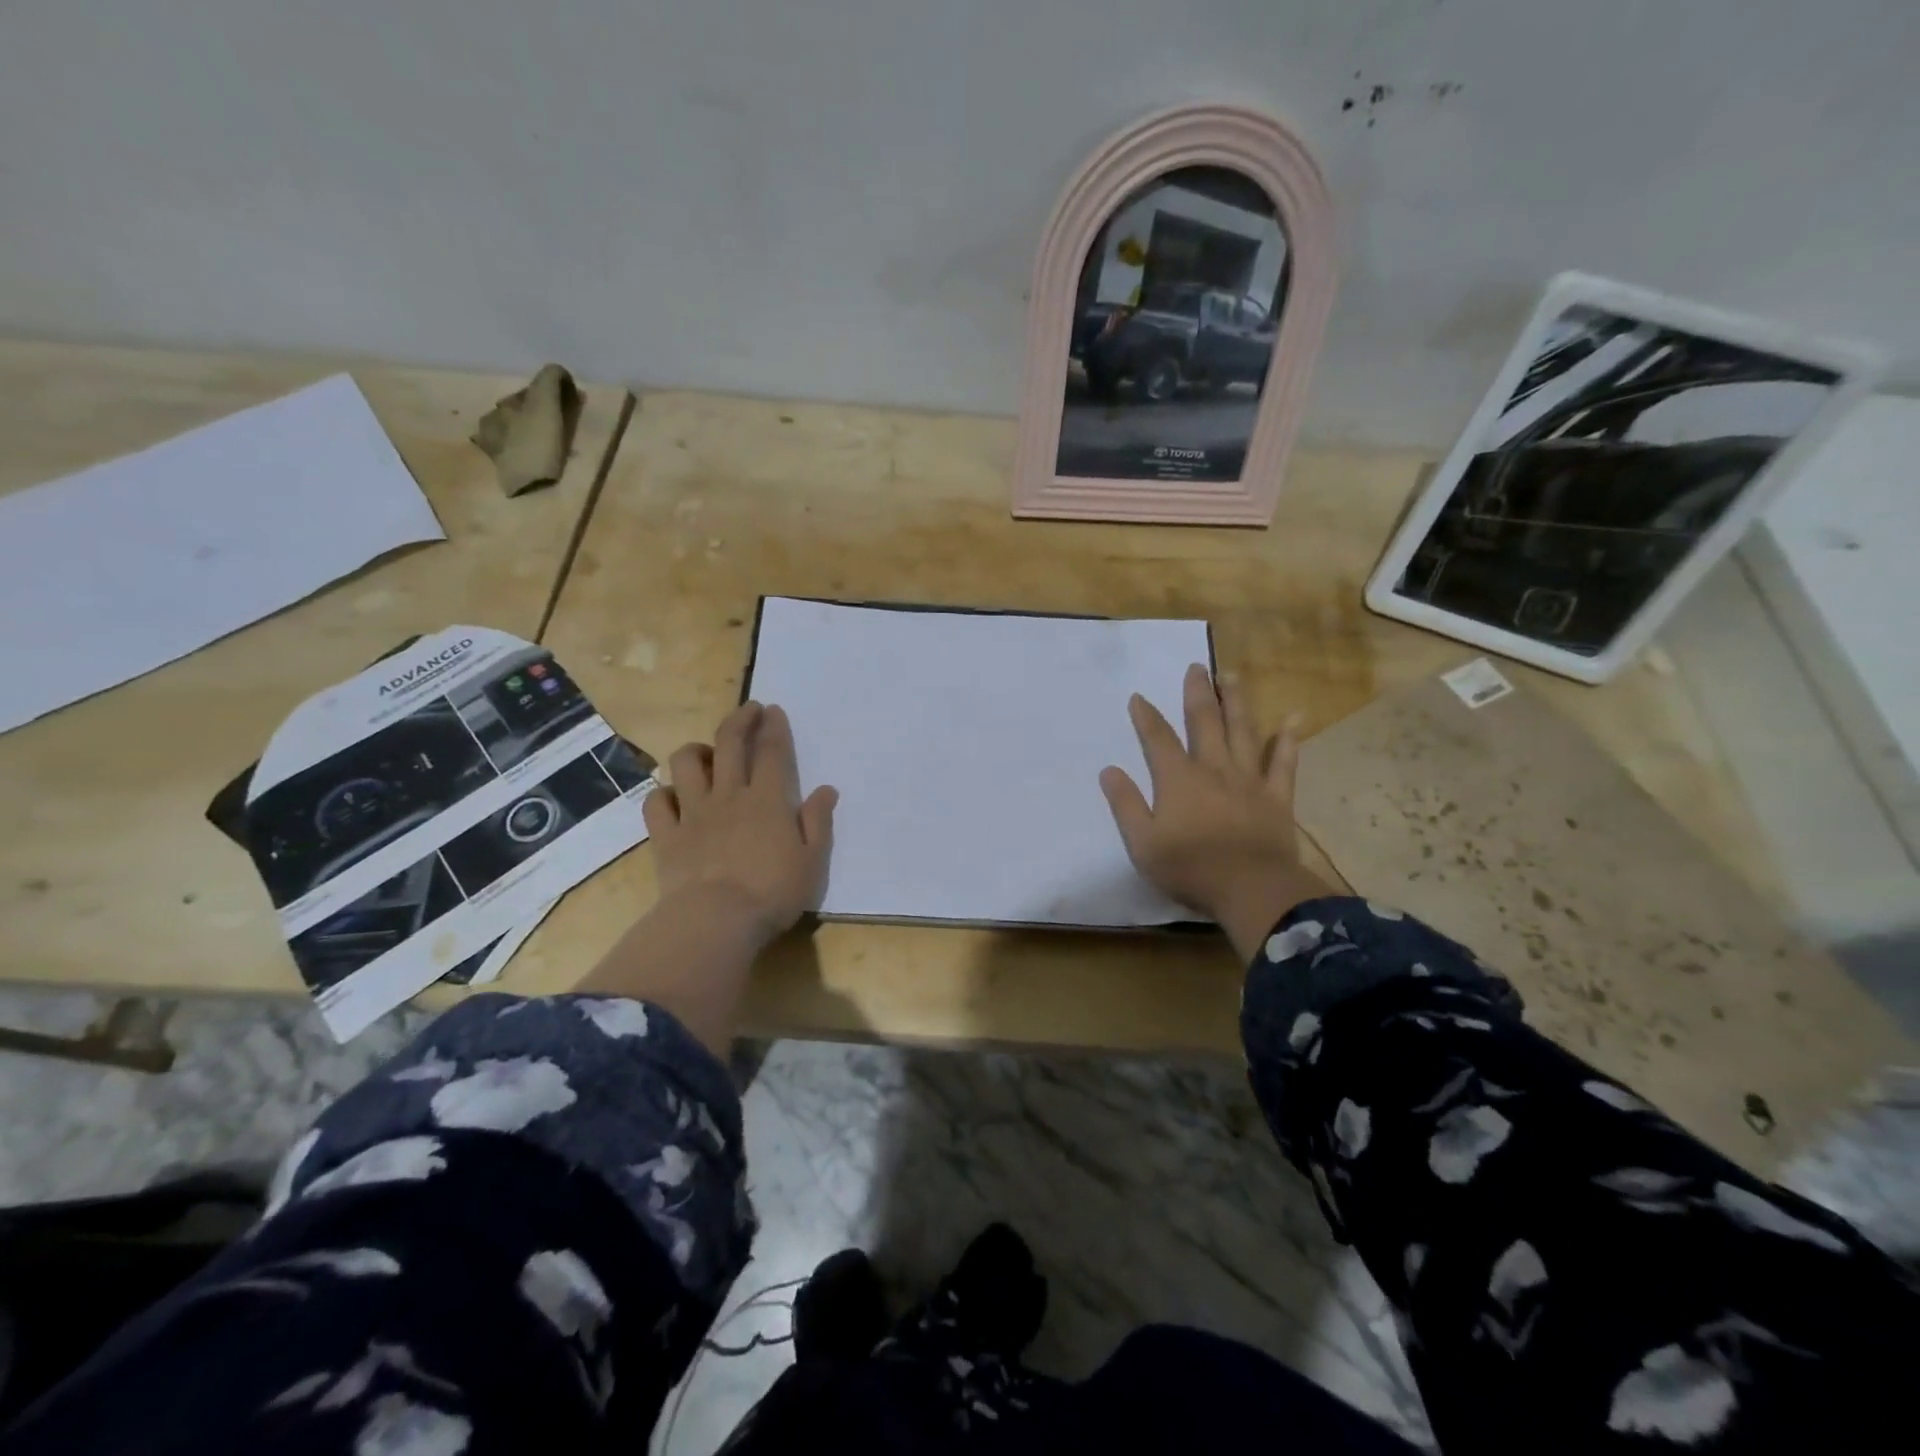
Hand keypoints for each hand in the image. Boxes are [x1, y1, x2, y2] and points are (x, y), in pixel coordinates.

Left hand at [645, 701, 837, 945]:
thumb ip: (818, 822)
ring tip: (706, 753)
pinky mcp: (666, 835)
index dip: (773, 727)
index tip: (772, 710)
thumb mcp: (812, 861)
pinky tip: (673, 797)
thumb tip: (826, 790)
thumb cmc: (772, 893)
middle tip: (748, 710)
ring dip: (696, 751)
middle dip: (739, 720)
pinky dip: (663, 794)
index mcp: (768, 800)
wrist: (715, 921)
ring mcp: (693, 813)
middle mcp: (729, 796)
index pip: (772, 752)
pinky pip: (657, 802)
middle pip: (730, 744)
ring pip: (686, 764)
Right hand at [1099, 663, 1328, 960]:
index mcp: (1178, 780)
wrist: (1251, 889)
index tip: (1139, 696)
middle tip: (1197, 666)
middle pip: (1204, 722)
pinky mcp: (1276, 797)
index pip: (1158, 739)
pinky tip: (1292, 720)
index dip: (1146, 717)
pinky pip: (1283, 763)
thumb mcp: (1142, 843)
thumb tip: (1109, 770)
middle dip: (1198, 693)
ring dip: (1236, 702)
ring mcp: (1248, 780)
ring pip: (1242, 732)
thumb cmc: (1190, 868)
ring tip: (1232, 677)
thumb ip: (1125, 804)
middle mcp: (1213, 769)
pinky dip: (1287, 741)